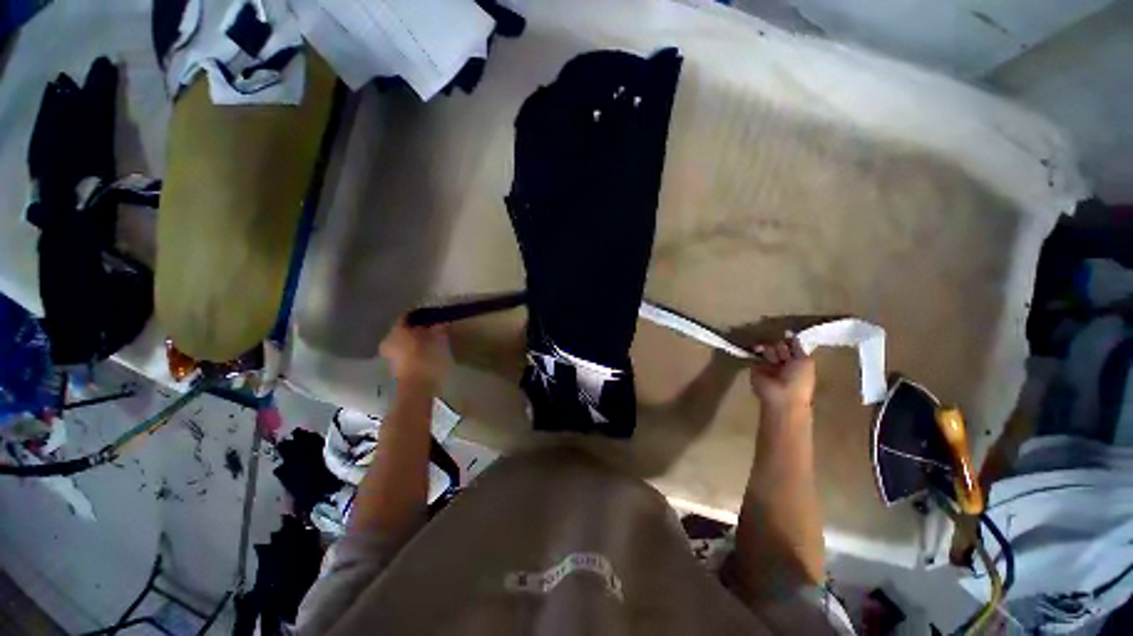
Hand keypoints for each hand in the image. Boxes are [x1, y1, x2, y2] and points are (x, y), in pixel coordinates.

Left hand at [380, 317, 449, 384]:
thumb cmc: (427, 359)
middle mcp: (389, 340)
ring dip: (417, 341)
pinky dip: (416, 351)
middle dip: (419, 328)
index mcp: (397, 330)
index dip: (422, 314)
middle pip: (404, 329)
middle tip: (435, 328)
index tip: (434, 314)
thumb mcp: (439, 340)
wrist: (417, 389)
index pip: (408, 316)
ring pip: (404, 342)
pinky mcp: (395, 368)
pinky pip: (406, 353)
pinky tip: (428, 353)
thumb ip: (439, 328)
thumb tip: (442, 322)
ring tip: (433, 341)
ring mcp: (389, 356)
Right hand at [749, 334, 815, 414]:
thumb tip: (789, 333)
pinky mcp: (755, 366)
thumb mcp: (805, 361)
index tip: (786, 332)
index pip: (791, 345)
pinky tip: (757, 349)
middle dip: (780, 347)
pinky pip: (754, 354)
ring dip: (770, 350)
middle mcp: (782, 361)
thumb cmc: (799, 380)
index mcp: (797, 361)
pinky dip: (756, 350)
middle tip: (782, 356)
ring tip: (771, 358)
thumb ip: (797, 347)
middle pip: (779, 345)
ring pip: (768, 348)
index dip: (789, 339)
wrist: (781, 396)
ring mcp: (768, 364)